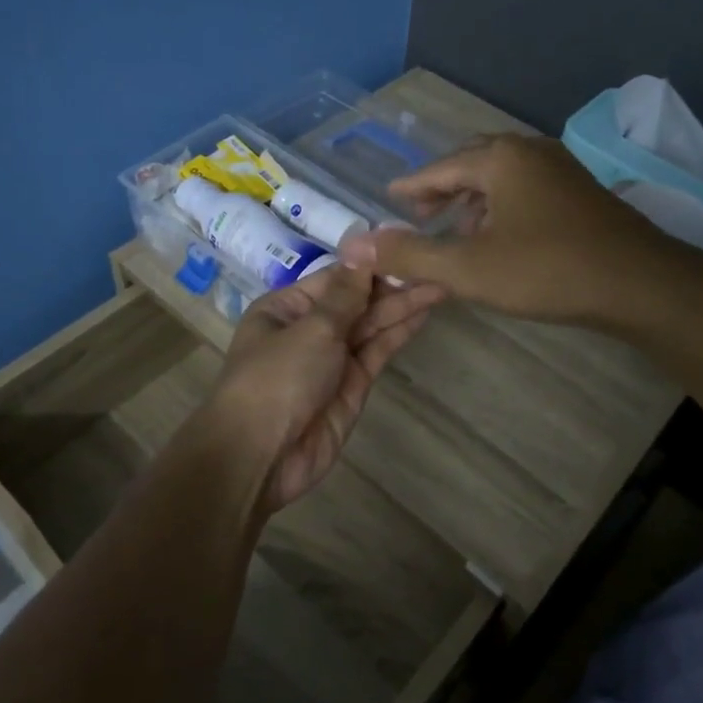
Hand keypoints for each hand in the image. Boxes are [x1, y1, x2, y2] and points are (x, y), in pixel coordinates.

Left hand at [207, 263, 440, 511]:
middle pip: (355, 301)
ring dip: (402, 307)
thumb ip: (345, 293)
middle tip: (435, 266)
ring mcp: (331, 359)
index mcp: (286, 308)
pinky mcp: (351, 386)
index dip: (370, 264)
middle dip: (392, 285)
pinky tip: (423, 315)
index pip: (335, 278)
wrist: (261, 456)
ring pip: (370, 326)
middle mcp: (308, 329)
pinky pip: (376, 352)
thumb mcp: (312, 329)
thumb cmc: (277, 379)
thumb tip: (361, 246)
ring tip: (440, 284)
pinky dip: (398, 334)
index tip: (406, 247)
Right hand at [339, 134, 696, 328]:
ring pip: (502, 176)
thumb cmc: (547, 270)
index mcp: (499, 159)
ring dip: (473, 199)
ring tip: (456, 230)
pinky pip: (526, 188)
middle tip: (419, 214)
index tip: (389, 198)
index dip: (411, 186)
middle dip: (442, 188)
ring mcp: (561, 169)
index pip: (439, 168)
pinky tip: (501, 237)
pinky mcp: (581, 192)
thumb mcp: (467, 268)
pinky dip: (502, 205)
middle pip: (472, 162)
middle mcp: (530, 152)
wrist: (640, 283)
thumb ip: (409, 255)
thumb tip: (356, 245)